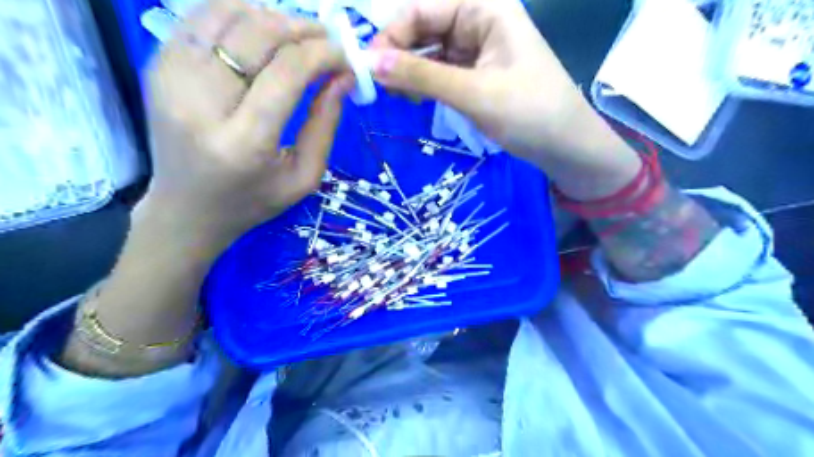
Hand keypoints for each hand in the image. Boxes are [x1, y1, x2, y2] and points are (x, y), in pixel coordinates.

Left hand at [146, 1, 348, 249]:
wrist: (186, 209)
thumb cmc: (253, 200)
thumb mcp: (304, 176)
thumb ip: (326, 124)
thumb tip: (345, 76)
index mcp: (244, 143)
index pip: (287, 72)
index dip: (323, 53)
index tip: (346, 56)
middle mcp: (200, 103)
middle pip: (257, 34)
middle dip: (302, 28)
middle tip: (327, 41)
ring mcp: (170, 79)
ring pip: (226, 12)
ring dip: (272, 17)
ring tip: (297, 38)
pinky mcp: (157, 67)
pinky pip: (202, 17)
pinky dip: (240, 15)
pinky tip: (262, 36)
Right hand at [370, 0, 641, 199]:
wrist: (565, 146)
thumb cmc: (529, 113)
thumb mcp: (473, 93)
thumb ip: (422, 76)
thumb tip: (370, 63)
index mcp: (484, 9)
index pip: (422, 9)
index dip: (391, 35)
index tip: (366, 67)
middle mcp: (478, 21)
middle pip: (423, 29)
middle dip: (398, 55)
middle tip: (375, 86)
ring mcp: (476, 49)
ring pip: (429, 52)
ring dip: (409, 71)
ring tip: (394, 95)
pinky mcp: (475, 74)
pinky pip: (440, 71)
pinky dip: (424, 83)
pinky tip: (413, 97)